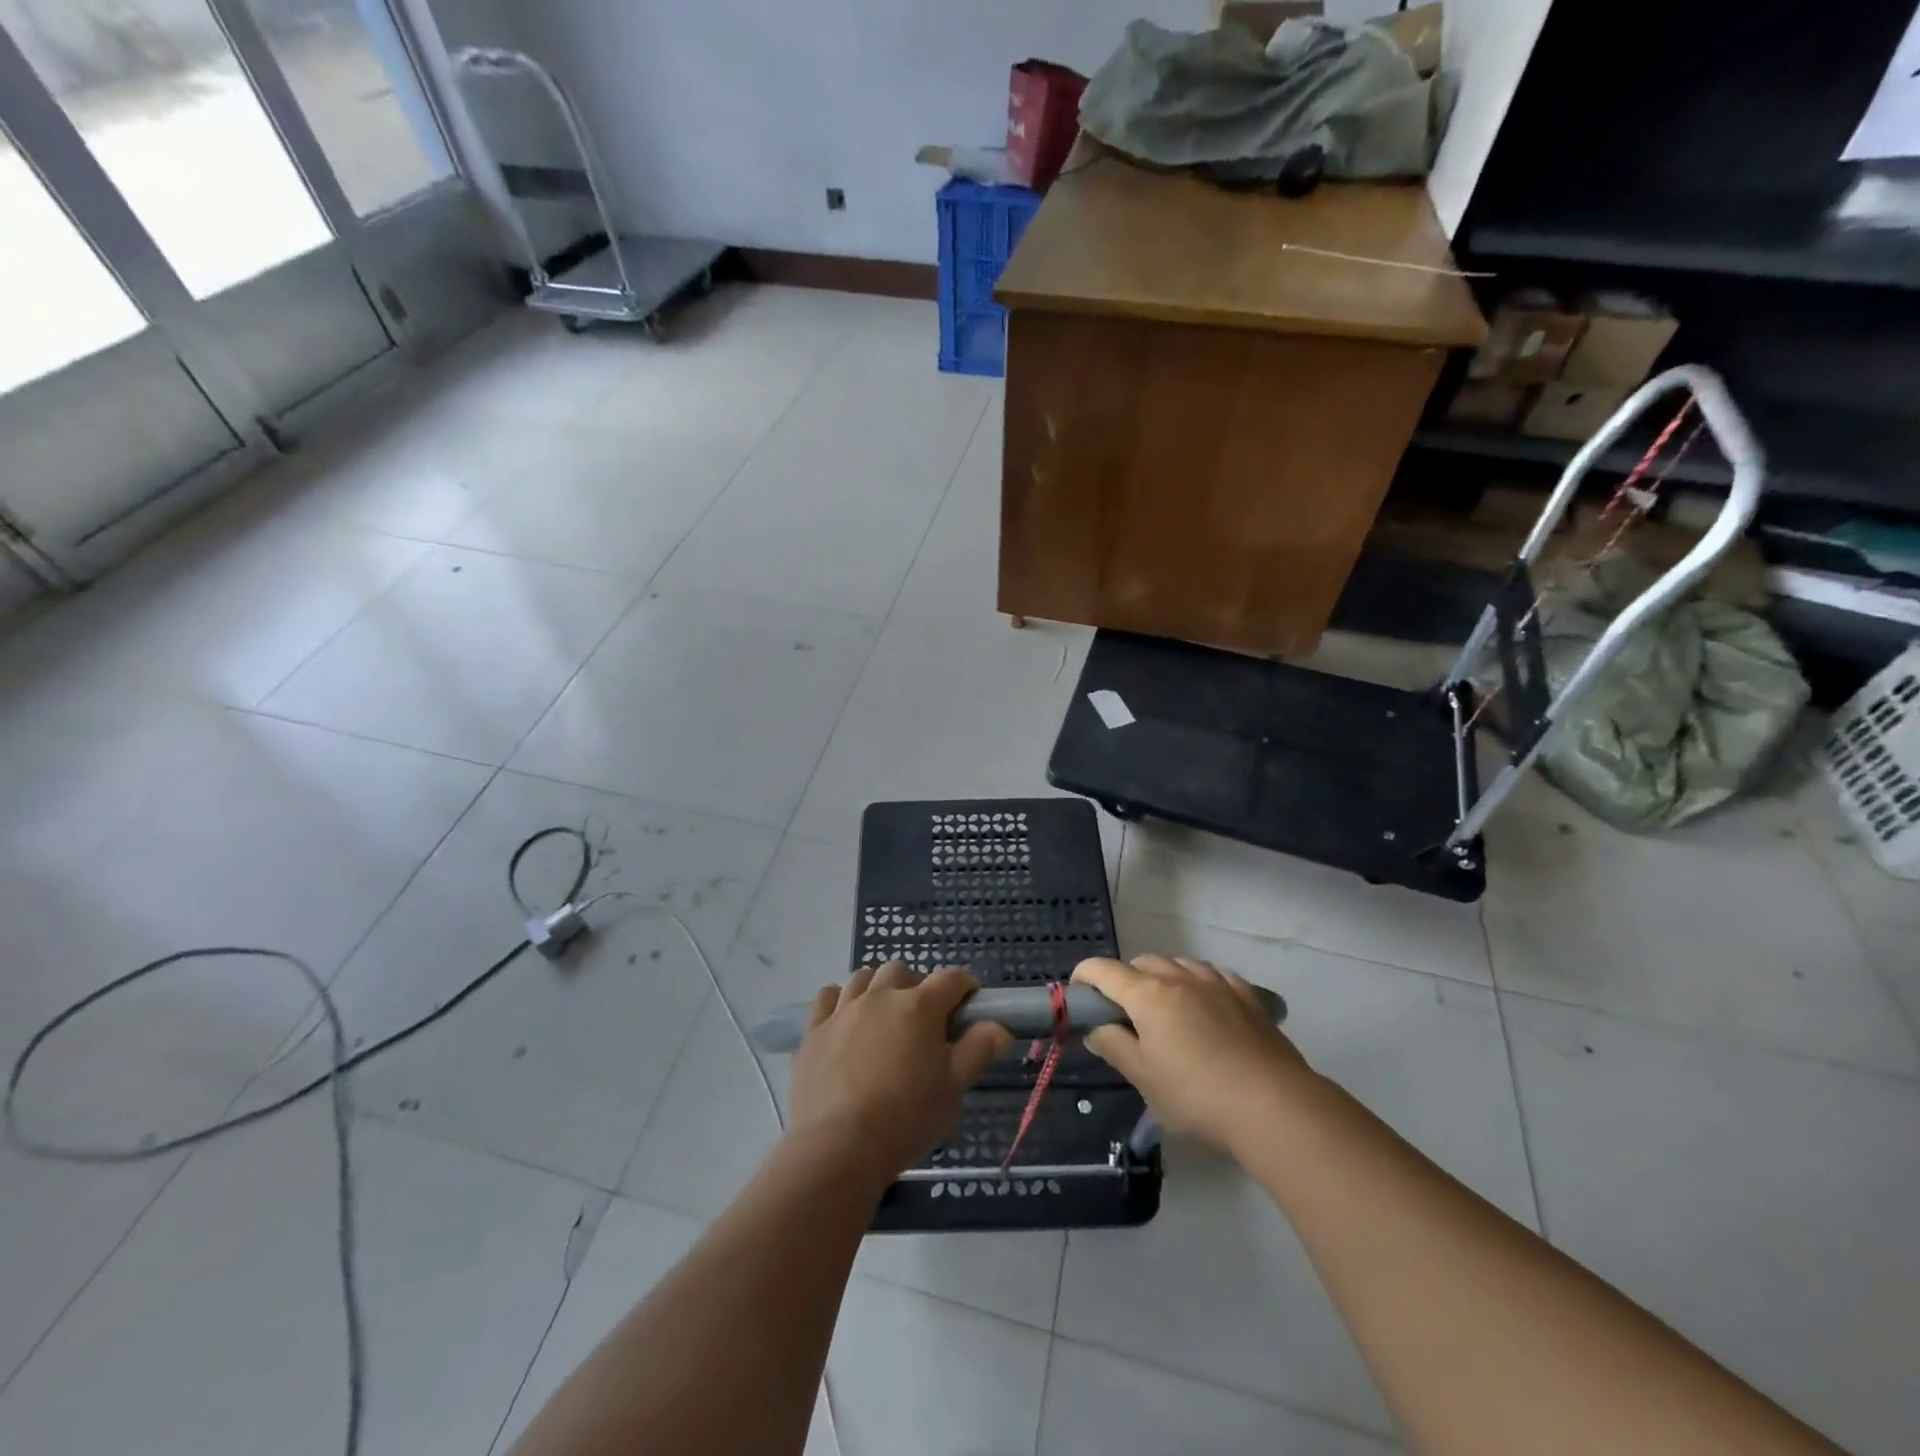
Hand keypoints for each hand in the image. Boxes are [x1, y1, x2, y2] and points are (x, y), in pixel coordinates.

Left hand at [787, 962, 1011, 1185]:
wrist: (837, 1147)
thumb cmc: (906, 1118)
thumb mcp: (953, 1088)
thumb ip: (978, 1051)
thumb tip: (998, 1027)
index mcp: (920, 1006)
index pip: (951, 979)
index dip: (965, 986)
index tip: (970, 1005)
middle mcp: (881, 996)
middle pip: (902, 971)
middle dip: (917, 985)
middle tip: (924, 1019)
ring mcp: (843, 1010)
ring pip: (864, 978)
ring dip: (879, 988)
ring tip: (884, 1016)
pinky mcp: (814, 1030)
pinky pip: (828, 997)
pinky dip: (840, 1000)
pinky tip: (845, 1021)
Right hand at [1072, 955, 1314, 1157]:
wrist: (1274, 1107)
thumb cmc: (1197, 1095)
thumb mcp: (1144, 1078)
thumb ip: (1114, 1047)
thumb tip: (1096, 1029)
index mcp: (1147, 994)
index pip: (1103, 970)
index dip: (1083, 977)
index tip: (1078, 996)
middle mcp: (1179, 977)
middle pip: (1142, 963)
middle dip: (1125, 980)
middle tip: (1124, 1016)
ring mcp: (1216, 982)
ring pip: (1179, 964)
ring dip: (1163, 978)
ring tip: (1166, 1011)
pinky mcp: (1247, 996)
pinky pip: (1213, 975)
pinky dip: (1199, 983)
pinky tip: (1206, 1006)